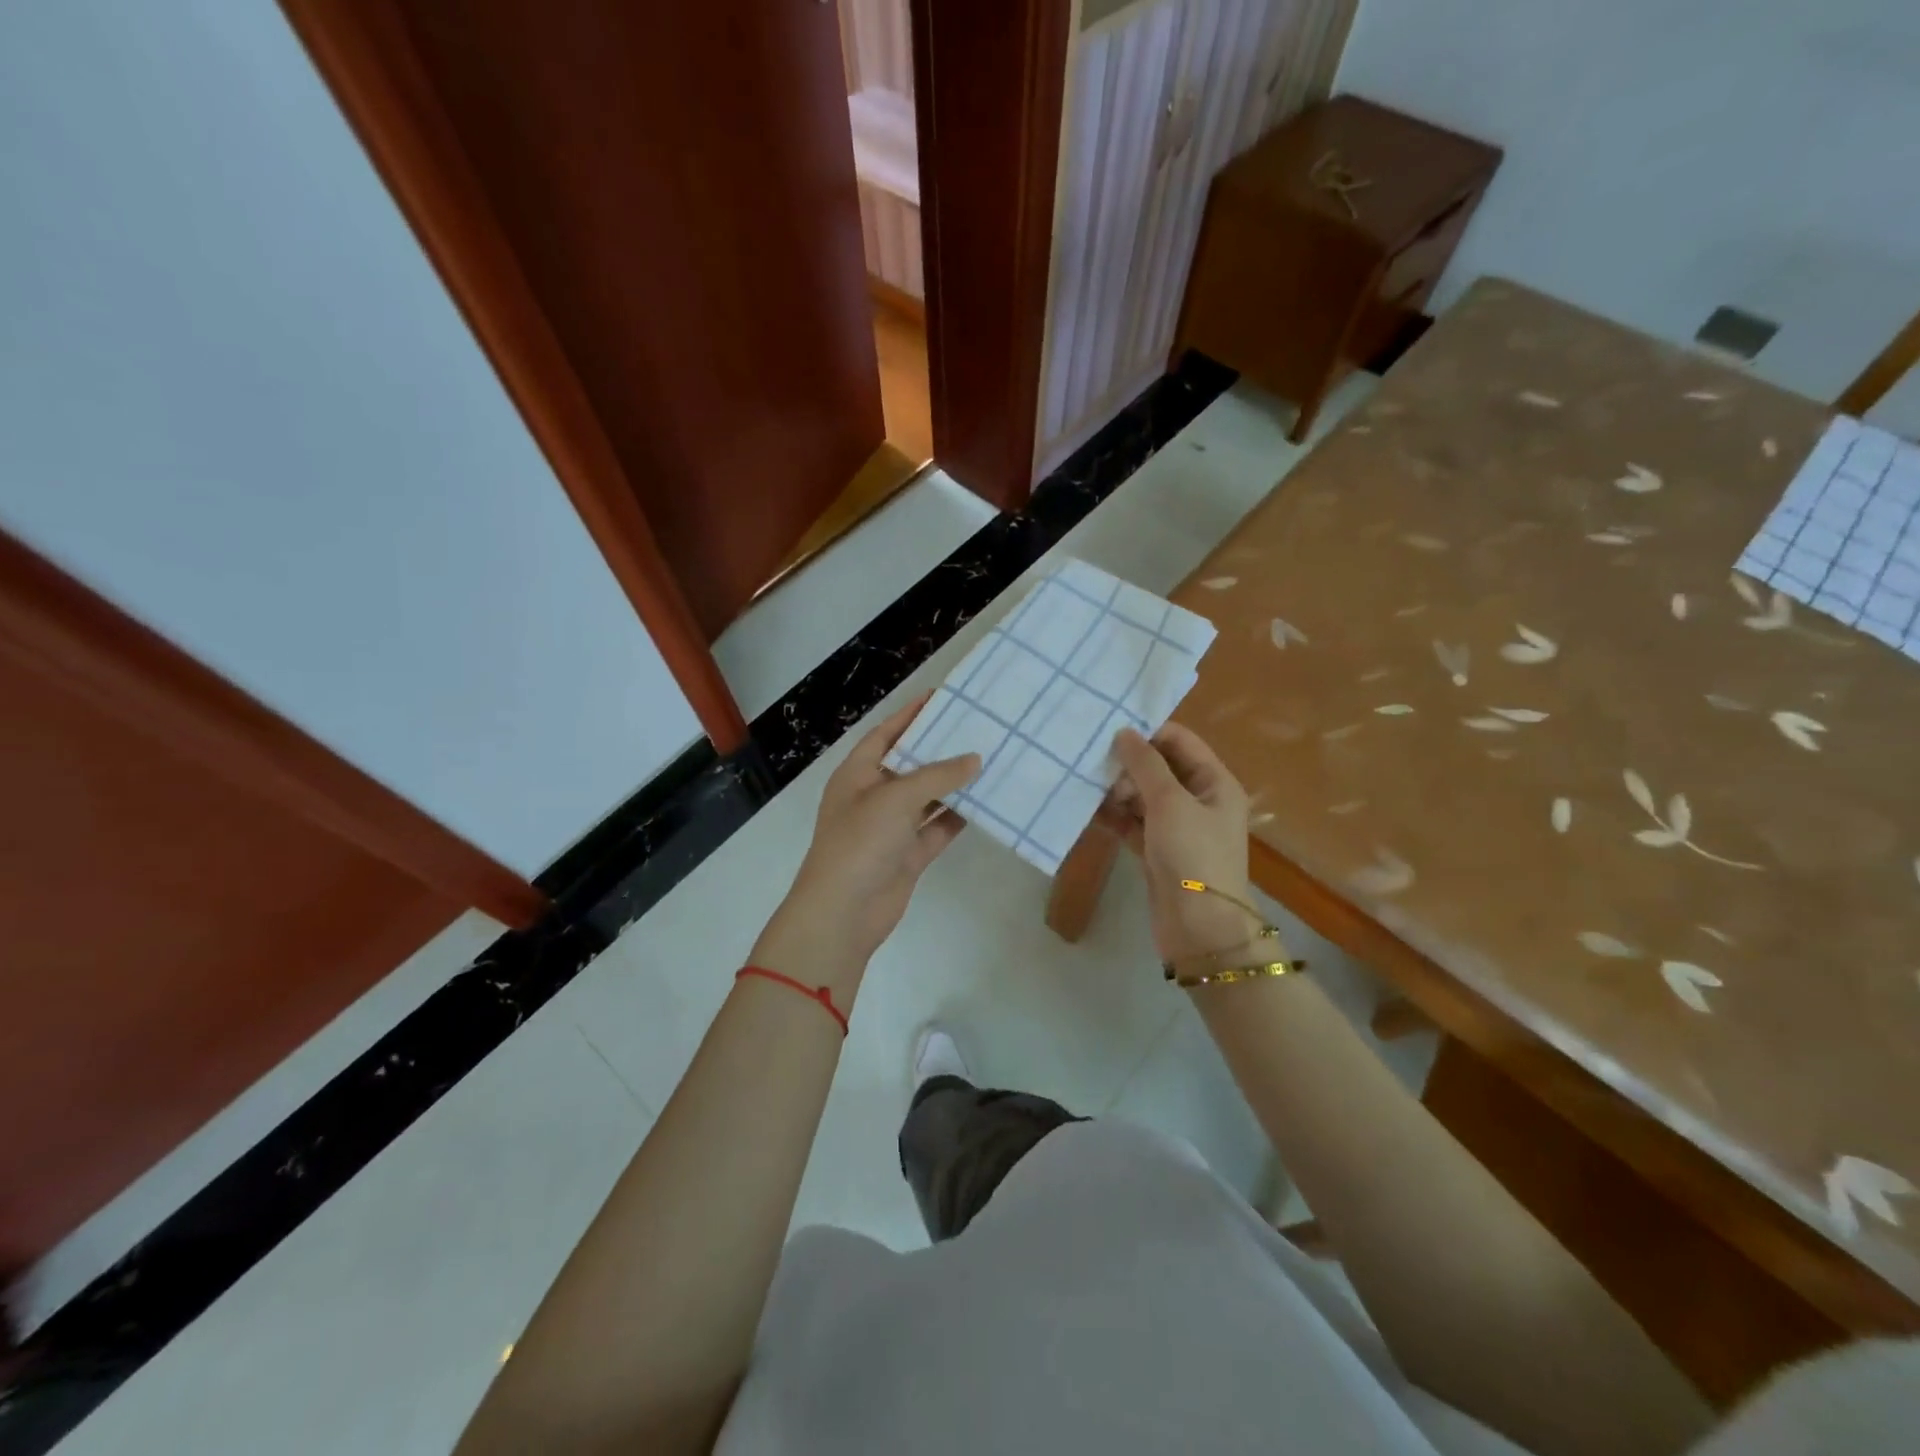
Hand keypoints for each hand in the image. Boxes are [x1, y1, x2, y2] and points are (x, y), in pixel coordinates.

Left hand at [751, 697, 978, 999]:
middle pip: (909, 765)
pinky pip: (936, 828)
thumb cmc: (861, 842)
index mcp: (857, 774)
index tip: (940, 698)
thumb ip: (937, 776)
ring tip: (989, 760)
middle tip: (976, 729)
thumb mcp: (896, 798)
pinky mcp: (908, 854)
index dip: (909, 716)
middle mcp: (873, 796)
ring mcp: (891, 828)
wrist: (844, 912)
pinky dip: (957, 817)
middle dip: (938, 749)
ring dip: (953, 784)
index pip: (884, 735)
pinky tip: (985, 802)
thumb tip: (974, 759)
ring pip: (927, 798)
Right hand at [1105, 724, 1259, 963]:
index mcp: (1215, 782)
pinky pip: (1133, 823)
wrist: (1199, 927)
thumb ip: (1146, 764)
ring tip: (1086, 787)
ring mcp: (1178, 828)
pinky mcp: (1157, 851)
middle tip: (1096, 767)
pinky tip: (1088, 811)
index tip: (1109, 734)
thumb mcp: (1170, 802)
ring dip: (1117, 790)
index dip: (1147, 734)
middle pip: (1159, 768)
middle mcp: (1199, 800)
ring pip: (1143, 796)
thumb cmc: (1192, 855)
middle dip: (1127, 765)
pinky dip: (1114, 816)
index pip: (1180, 741)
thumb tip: (1124, 732)